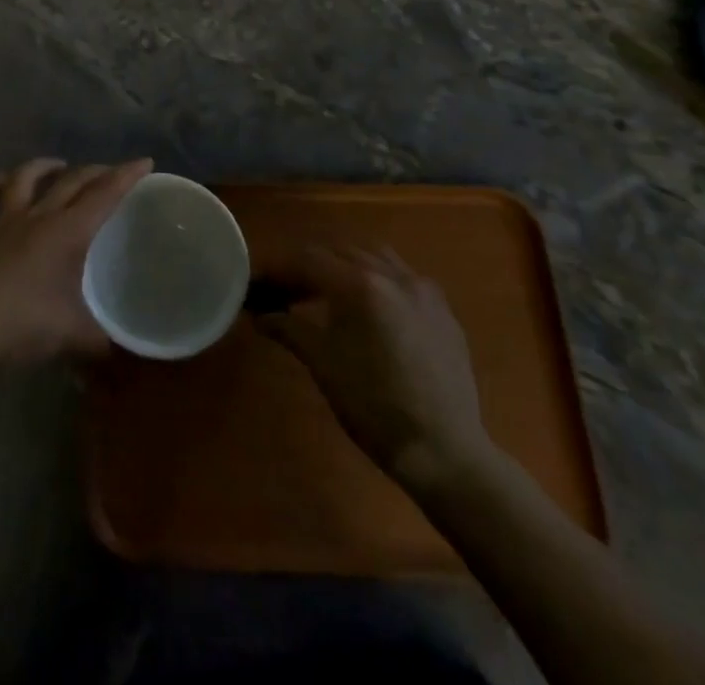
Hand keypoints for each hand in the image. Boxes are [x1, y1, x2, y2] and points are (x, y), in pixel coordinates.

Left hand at [0, 158, 153, 368]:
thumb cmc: (25, 324)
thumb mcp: (74, 335)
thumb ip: (102, 341)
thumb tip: (122, 352)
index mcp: (67, 232)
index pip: (104, 195)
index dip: (126, 176)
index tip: (145, 162)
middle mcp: (39, 216)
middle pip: (71, 181)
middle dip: (96, 171)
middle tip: (112, 172)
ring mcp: (6, 221)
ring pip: (26, 178)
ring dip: (45, 167)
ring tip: (58, 165)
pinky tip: (3, 182)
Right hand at [257, 244, 493, 493]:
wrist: (446, 453)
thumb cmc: (375, 408)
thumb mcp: (323, 365)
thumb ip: (289, 329)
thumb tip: (260, 315)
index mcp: (360, 286)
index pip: (307, 259)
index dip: (278, 267)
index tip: (257, 280)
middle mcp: (393, 275)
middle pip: (338, 251)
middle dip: (308, 264)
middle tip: (284, 287)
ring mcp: (422, 290)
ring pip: (373, 255)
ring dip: (344, 264)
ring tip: (324, 288)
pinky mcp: (443, 309)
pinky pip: (402, 276)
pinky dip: (377, 277)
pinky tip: (369, 305)